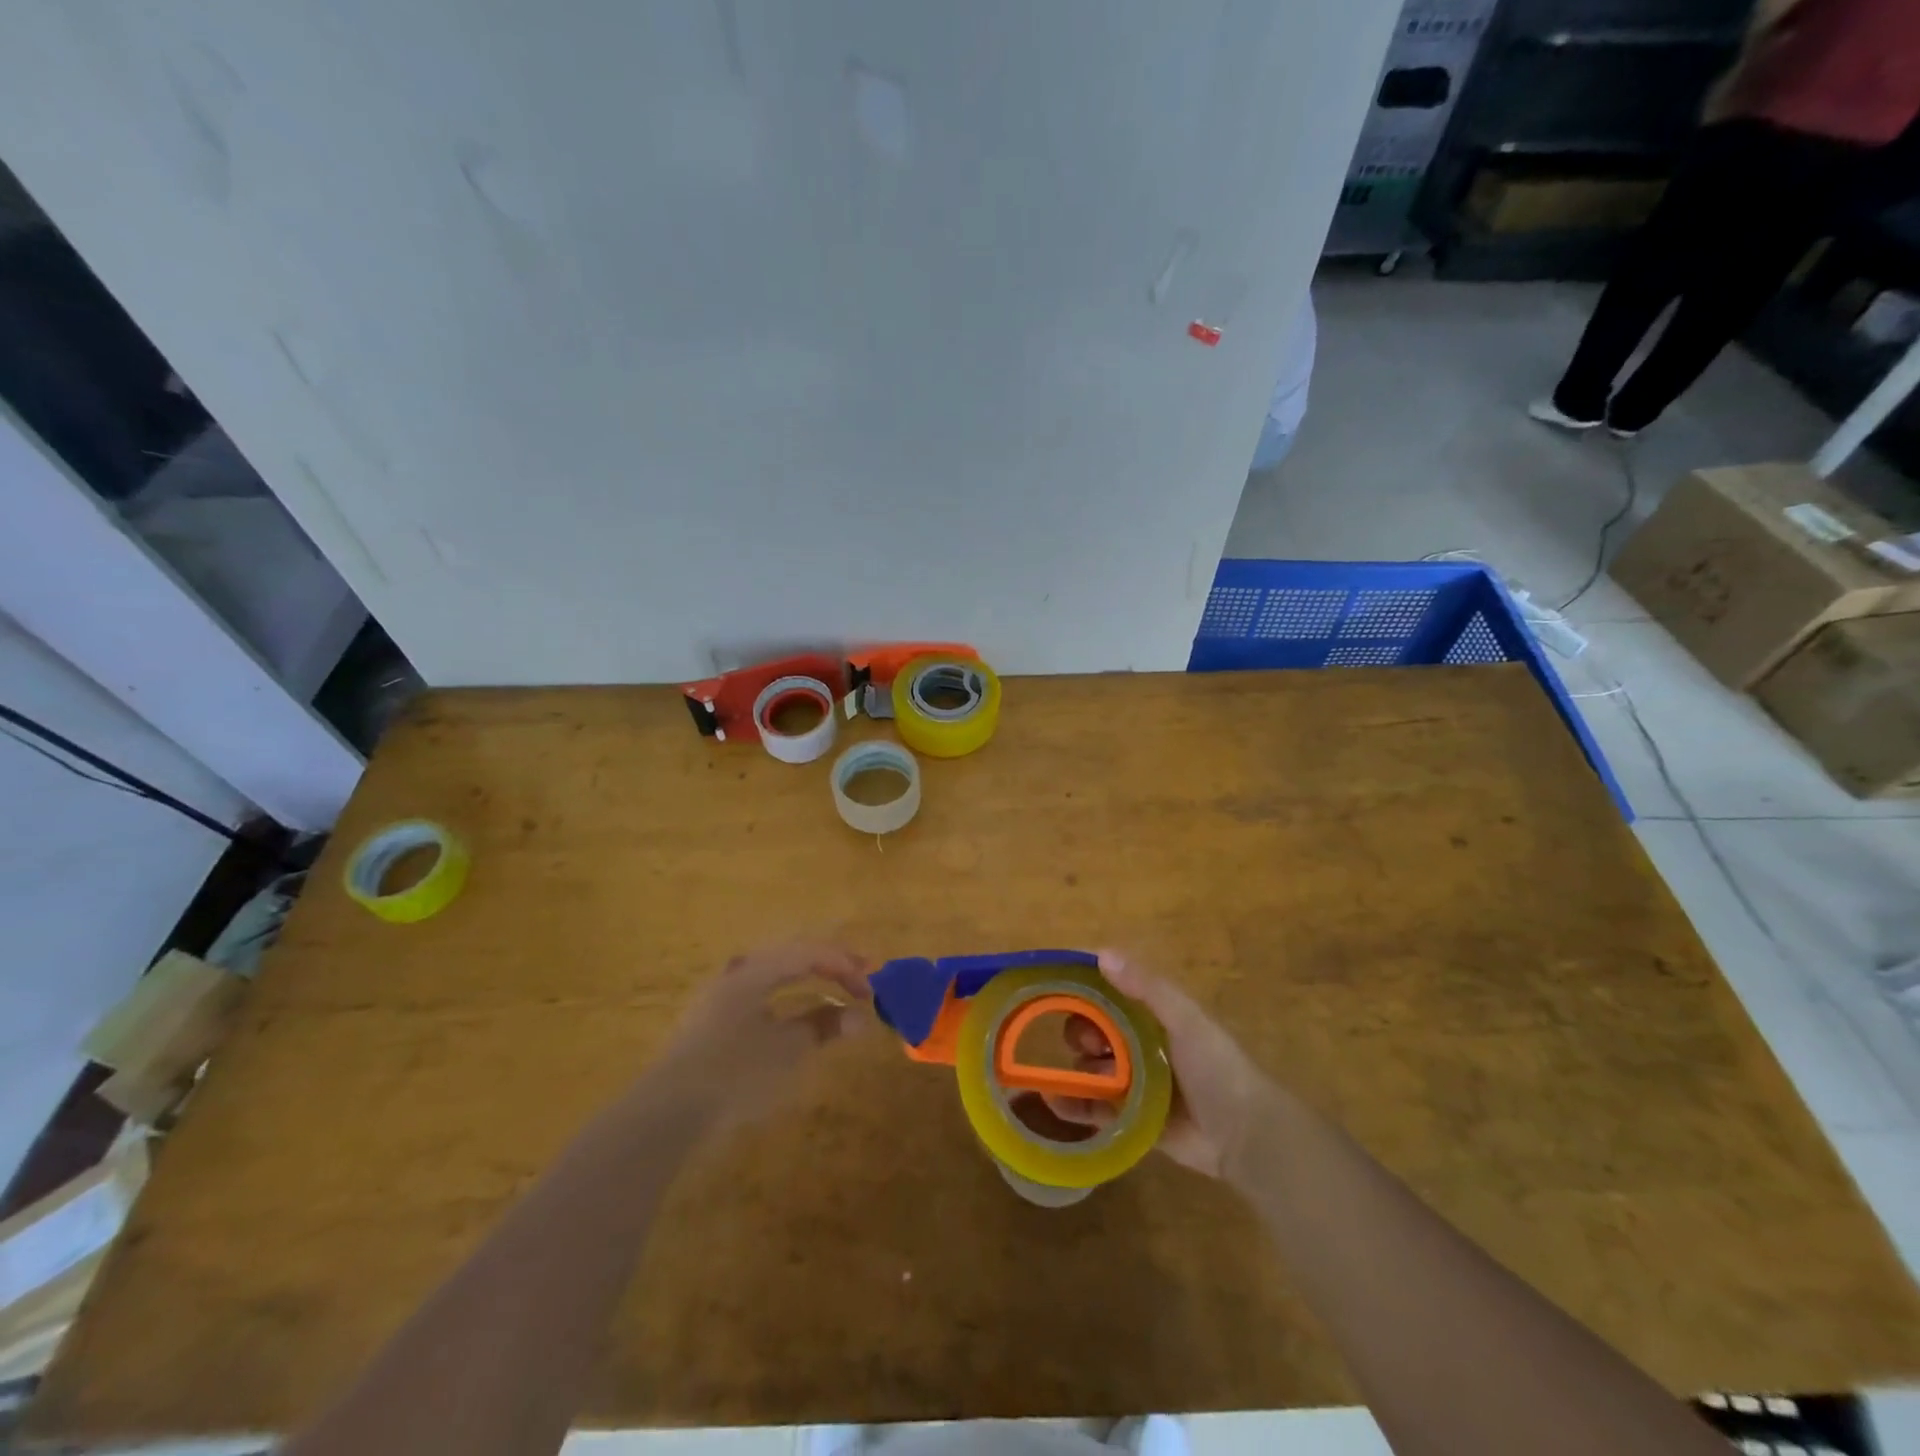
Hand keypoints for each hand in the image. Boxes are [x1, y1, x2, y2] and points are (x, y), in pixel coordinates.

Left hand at [650, 942, 870, 1126]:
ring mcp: (719, 994)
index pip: (809, 953)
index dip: (845, 966)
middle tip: (861, 974)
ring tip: (832, 985)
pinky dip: (786, 992)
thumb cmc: (735, 1073)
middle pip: (791, 954)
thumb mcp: (788, 1050)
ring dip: (807, 976)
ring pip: (773, 970)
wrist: (666, 1112)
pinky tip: (792, 1009)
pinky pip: (759, 990)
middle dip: (829, 963)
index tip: (871, 988)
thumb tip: (860, 1016)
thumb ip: (824, 1026)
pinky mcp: (710, 1019)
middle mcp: (736, 971)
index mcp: (756, 970)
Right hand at [1048, 949, 1276, 1180]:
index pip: (1110, 994)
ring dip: (1073, 1070)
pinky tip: (1053, 1102)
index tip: (1064, 993)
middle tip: (1087, 1046)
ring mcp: (1136, 1084)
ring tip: (1063, 1078)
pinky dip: (1074, 1105)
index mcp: (1154, 1016)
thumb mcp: (1184, 1019)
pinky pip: (1096, 1109)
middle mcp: (1142, 1045)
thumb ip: (1147, 986)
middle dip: (1081, 1034)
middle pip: (1096, 1031)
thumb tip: (1101, 954)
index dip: (1087, 992)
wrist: (1246, 1136)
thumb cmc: (1216, 1067)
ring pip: (1092, 1070)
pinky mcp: (1133, 1119)